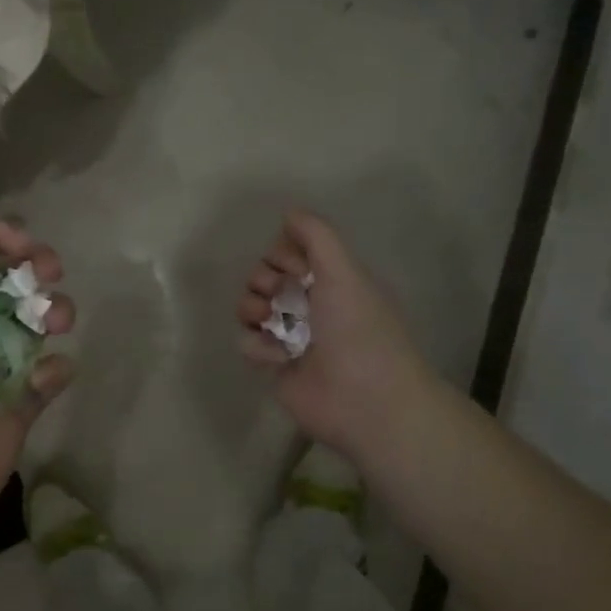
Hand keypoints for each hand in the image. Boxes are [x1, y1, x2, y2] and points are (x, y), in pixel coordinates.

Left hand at [0, 223, 74, 540]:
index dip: (3, 243)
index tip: (29, 249)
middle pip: (14, 284)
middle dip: (37, 270)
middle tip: (53, 273)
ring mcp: (1, 367)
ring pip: (40, 322)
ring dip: (55, 312)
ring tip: (58, 324)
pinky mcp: (24, 403)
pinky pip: (53, 372)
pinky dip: (57, 368)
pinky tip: (40, 381)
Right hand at [237, 210, 435, 465]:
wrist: (364, 398)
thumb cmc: (358, 328)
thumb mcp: (343, 270)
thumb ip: (316, 235)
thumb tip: (289, 212)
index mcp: (329, 279)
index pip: (287, 251)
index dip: (283, 254)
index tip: (295, 266)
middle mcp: (308, 303)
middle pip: (263, 276)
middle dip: (264, 280)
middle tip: (280, 294)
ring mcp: (289, 335)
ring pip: (249, 306)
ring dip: (254, 309)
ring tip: (272, 323)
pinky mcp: (274, 364)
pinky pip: (247, 341)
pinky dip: (258, 346)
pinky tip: (279, 356)